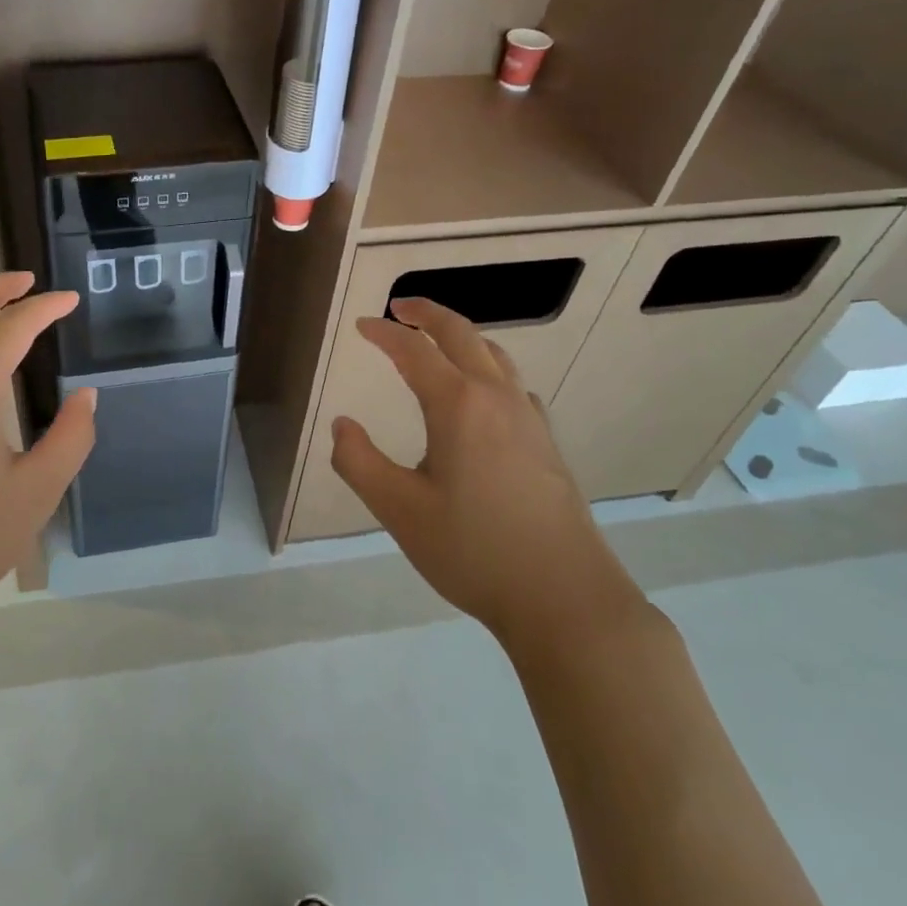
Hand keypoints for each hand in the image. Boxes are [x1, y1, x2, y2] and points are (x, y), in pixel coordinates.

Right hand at [329, 297, 642, 661]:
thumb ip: (359, 462)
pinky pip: (514, 385)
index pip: (414, 351)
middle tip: (400, 307)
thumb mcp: (399, 510)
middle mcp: (496, 399)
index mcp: (457, 405)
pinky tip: (484, 396)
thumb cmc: (473, 551)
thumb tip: (341, 425)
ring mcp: (528, 419)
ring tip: (438, 341)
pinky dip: (489, 368)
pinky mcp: (546, 443)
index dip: (384, 333)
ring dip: (462, 337)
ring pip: (495, 356)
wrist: (565, 598)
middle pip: (462, 334)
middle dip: (428, 313)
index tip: (361, 325)